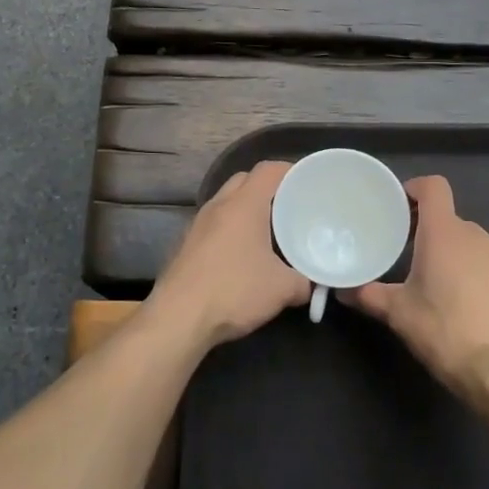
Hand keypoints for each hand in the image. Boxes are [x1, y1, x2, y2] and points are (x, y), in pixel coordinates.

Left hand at [148, 161, 308, 349]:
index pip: (268, 170)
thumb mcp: (281, 289)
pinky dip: (230, 228)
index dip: (290, 171)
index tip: (307, 183)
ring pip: (226, 201)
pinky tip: (241, 254)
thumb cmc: (234, 291)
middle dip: (268, 188)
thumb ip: (303, 282)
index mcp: (244, 204)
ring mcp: (197, 223)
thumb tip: (310, 285)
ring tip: (268, 231)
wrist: (178, 317)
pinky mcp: (185, 243)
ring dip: (246, 209)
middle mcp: (218, 205)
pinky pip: (214, 223)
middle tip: (290, 207)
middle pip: (245, 180)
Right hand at [345, 175, 488, 408]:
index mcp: (444, 234)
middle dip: (431, 234)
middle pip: (450, 221)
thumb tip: (342, 290)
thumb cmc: (446, 334)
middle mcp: (478, 237)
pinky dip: (483, 279)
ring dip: (457, 258)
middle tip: (412, 258)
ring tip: (444, 290)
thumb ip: (368, 295)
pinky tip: (476, 311)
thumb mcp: (399, 315)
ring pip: (475, 246)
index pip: (434, 187)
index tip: (400, 207)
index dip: (416, 189)